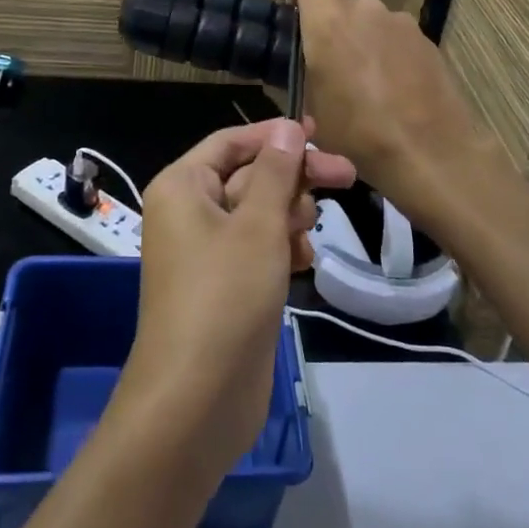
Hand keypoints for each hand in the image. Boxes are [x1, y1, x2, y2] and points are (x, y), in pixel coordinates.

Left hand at [119, 119, 355, 471]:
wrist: (196, 400)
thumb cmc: (225, 295)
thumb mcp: (258, 224)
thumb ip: (277, 172)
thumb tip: (288, 127)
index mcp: (183, 186)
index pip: (231, 141)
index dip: (275, 135)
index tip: (321, 134)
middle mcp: (190, 211)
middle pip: (250, 174)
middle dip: (293, 177)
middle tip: (346, 176)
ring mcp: (207, 251)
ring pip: (259, 212)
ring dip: (289, 214)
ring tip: (307, 231)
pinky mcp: (226, 285)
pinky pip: (258, 247)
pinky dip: (282, 247)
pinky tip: (303, 261)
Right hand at [290, 0, 492, 225]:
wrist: (429, 153)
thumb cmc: (358, 134)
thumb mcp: (313, 110)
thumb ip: (306, 73)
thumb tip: (310, 67)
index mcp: (327, 23)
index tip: (301, 21)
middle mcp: (364, 9)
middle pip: (341, 6)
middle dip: (337, 30)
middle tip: (338, 70)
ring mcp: (400, 21)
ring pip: (371, 22)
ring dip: (367, 42)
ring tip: (373, 85)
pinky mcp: (427, 38)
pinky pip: (397, 38)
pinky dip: (393, 55)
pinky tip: (400, 90)